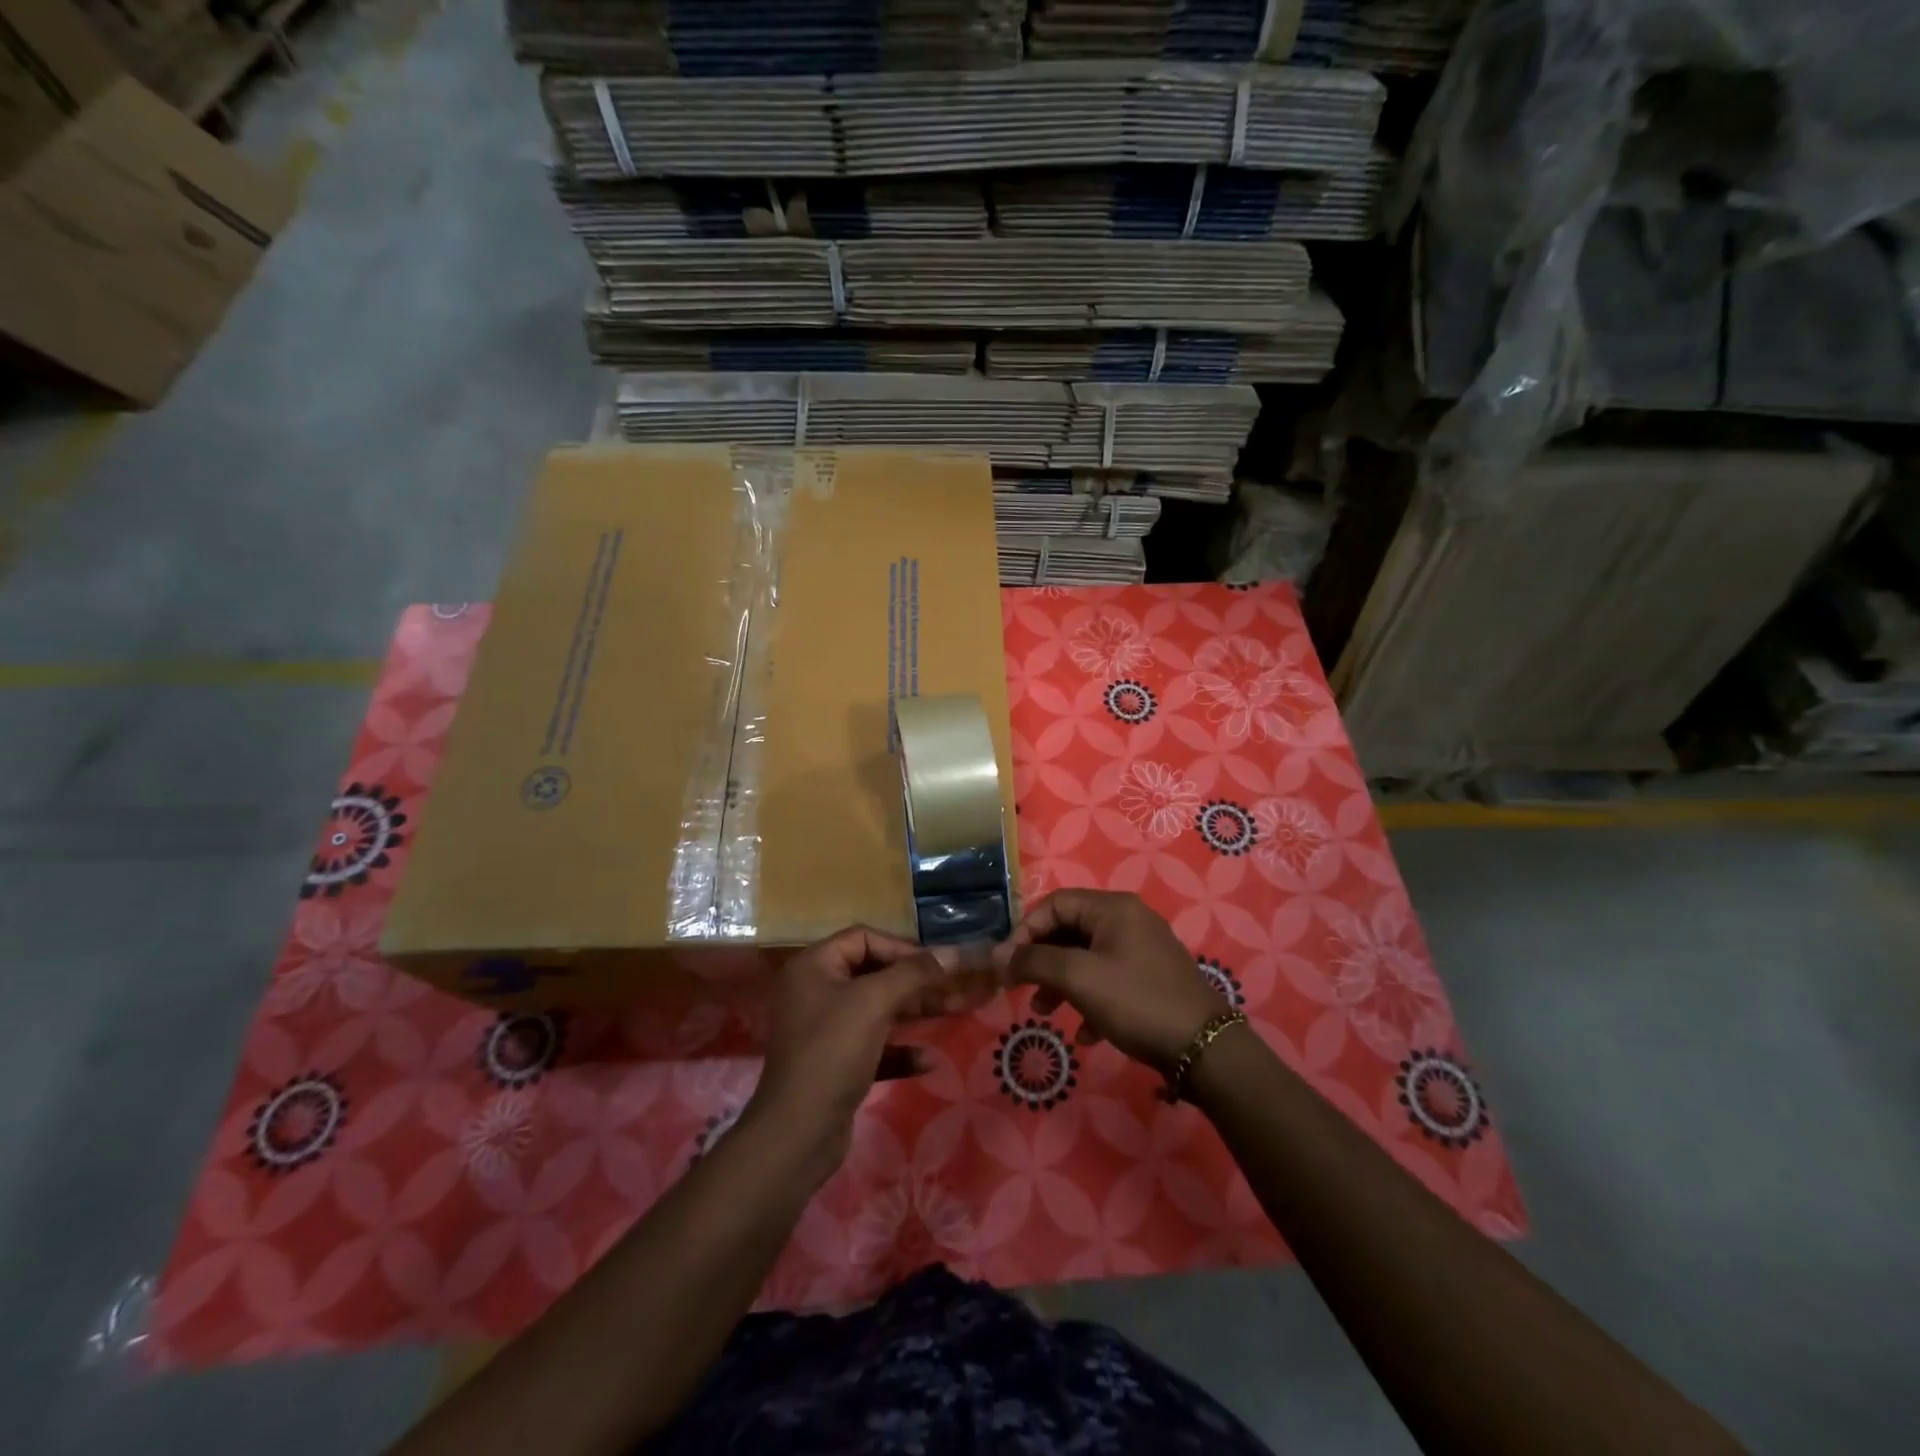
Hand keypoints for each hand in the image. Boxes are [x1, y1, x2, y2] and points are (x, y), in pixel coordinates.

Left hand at [748, 926, 994, 1171]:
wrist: (798, 1134)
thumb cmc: (833, 1052)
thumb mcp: (875, 1002)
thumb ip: (916, 973)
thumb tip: (955, 952)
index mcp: (814, 966)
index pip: (864, 938)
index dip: (902, 947)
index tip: (936, 963)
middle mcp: (817, 992)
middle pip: (875, 974)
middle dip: (918, 981)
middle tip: (958, 986)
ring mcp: (826, 1030)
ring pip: (879, 1010)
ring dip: (917, 1011)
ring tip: (958, 1011)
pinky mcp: (837, 1065)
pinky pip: (875, 1046)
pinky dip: (901, 1049)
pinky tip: (928, 1061)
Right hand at [993, 890, 1227, 1071]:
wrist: (1205, 1048)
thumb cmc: (1136, 1001)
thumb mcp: (1079, 978)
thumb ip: (1035, 961)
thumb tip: (1000, 956)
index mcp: (1113, 909)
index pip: (1055, 904)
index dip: (1025, 930)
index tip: (1008, 964)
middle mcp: (1128, 920)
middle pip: (1070, 930)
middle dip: (1042, 960)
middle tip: (1020, 987)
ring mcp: (1142, 950)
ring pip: (1087, 958)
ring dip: (1061, 983)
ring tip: (1044, 1013)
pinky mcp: (1151, 979)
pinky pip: (1108, 980)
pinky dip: (1089, 1000)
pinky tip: (1085, 1034)